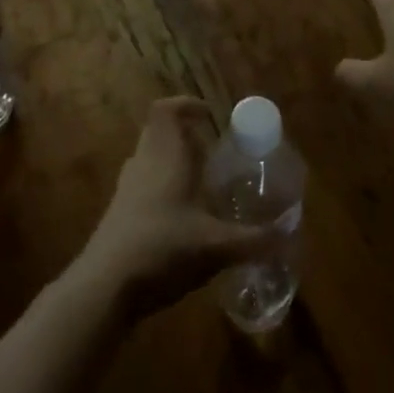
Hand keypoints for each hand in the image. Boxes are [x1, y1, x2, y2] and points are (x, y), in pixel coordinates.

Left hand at [75, 97, 270, 317]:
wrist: (104, 287)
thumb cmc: (162, 249)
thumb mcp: (215, 246)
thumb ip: (254, 240)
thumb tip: (289, 233)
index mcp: (166, 156)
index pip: (165, 111)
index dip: (184, 105)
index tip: (209, 115)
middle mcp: (144, 163)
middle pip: (158, 132)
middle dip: (184, 135)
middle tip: (211, 151)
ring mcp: (126, 188)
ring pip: (150, 158)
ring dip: (172, 162)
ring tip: (200, 183)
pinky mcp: (118, 213)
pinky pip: (142, 184)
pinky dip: (161, 188)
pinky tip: (180, 218)